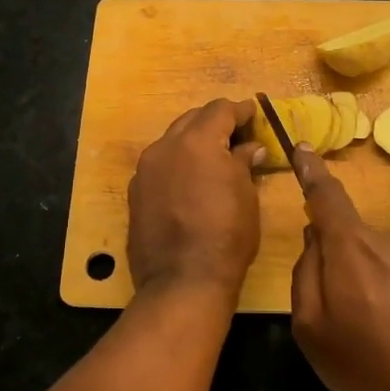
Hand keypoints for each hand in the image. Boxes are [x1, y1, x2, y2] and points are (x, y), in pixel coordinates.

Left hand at [126, 98, 265, 298]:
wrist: (182, 280)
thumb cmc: (227, 235)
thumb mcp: (246, 195)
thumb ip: (244, 162)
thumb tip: (250, 147)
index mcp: (197, 141)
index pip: (220, 110)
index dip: (240, 110)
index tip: (254, 114)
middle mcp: (165, 146)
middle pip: (193, 119)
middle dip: (215, 123)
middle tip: (237, 135)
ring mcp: (145, 169)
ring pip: (172, 140)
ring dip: (193, 142)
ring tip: (214, 158)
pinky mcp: (135, 192)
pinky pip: (160, 165)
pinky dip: (177, 164)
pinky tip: (190, 182)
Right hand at [287, 147, 389, 390]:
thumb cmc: (368, 364)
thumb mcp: (311, 328)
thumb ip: (305, 274)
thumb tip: (315, 240)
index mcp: (352, 246)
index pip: (327, 195)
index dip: (311, 170)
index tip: (303, 148)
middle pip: (354, 240)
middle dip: (343, 265)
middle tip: (344, 316)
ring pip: (382, 262)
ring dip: (374, 286)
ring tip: (380, 336)